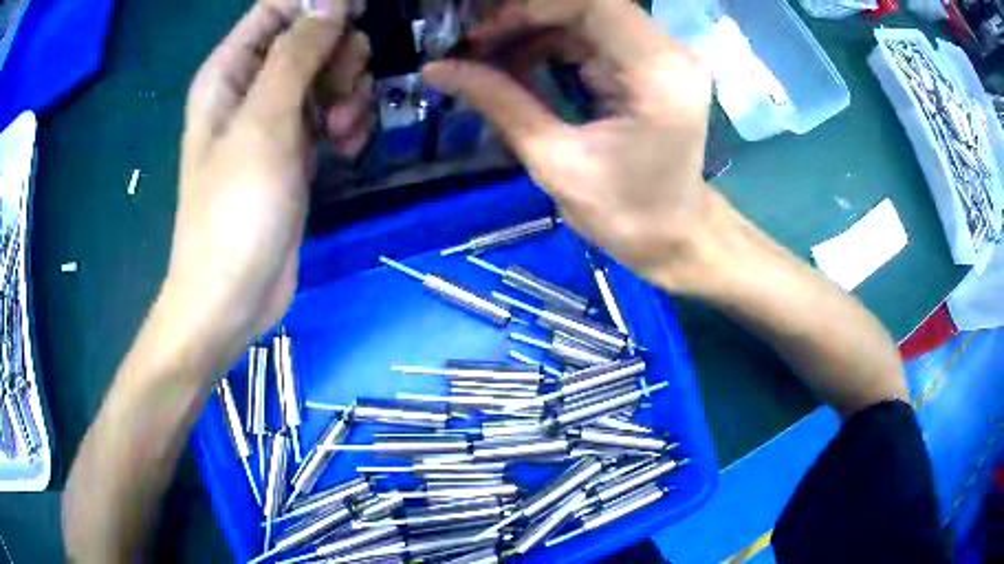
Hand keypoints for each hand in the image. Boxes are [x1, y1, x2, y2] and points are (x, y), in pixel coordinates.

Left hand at [168, 0, 371, 364]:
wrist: (234, 294)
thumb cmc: (234, 210)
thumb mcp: (264, 123)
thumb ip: (297, 53)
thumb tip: (332, 2)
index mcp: (230, 71)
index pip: (277, 8)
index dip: (319, 5)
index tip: (357, 18)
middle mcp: (252, 86)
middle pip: (312, 36)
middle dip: (339, 54)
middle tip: (340, 91)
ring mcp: (276, 117)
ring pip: (329, 73)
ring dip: (349, 91)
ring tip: (344, 130)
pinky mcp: (297, 148)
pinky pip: (333, 111)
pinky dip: (348, 122)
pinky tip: (348, 148)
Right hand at [423, 0, 713, 290]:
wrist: (672, 236)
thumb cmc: (626, 215)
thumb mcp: (555, 162)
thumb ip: (499, 104)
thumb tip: (437, 70)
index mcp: (658, 74)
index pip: (594, 4)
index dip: (531, 8)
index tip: (482, 34)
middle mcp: (668, 53)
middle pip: (589, 5)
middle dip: (524, 17)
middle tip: (472, 45)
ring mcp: (661, 57)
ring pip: (585, 17)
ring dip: (531, 30)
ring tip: (483, 57)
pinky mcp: (648, 66)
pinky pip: (591, 37)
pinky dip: (549, 45)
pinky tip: (515, 65)